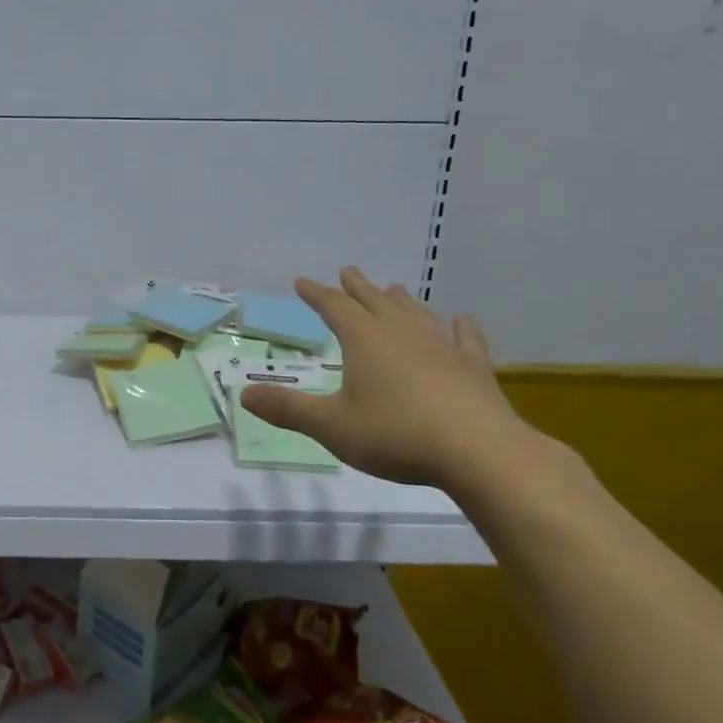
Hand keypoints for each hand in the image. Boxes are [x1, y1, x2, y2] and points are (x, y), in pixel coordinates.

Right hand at [239, 268, 536, 494]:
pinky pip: (465, 337)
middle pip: (374, 300)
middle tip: (348, 271)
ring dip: (400, 299)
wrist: (478, 451)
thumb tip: (244, 395)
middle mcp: (401, 332)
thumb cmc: (395, 435)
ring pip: (415, 312)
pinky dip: (460, 326)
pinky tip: (460, 319)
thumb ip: (288, 409)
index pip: (333, 307)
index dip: (316, 293)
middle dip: (356, 286)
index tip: (302, 282)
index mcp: (363, 339)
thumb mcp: (331, 426)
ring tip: (392, 289)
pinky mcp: (473, 366)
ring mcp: (441, 346)